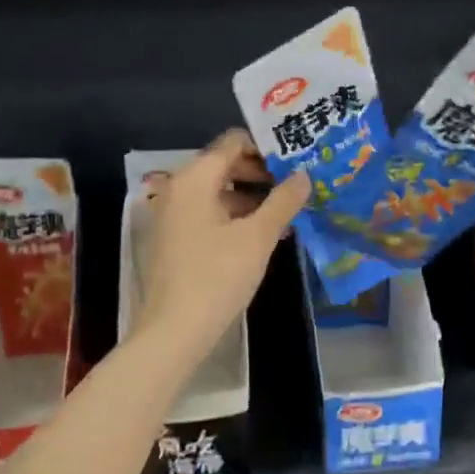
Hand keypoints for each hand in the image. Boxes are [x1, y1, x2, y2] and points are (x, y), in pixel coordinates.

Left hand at [136, 130, 308, 364]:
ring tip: (286, 214)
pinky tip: (260, 236)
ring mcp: (171, 216)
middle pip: (223, 166)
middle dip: (261, 174)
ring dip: (250, 199)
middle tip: (297, 187)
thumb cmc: (218, 277)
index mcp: (194, 178)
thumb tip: (304, 175)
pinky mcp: (172, 241)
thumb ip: (282, 202)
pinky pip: (207, 215)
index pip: (233, 142)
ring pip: (216, 193)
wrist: (174, 330)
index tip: (296, 161)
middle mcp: (177, 189)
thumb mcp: (257, 238)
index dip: (266, 148)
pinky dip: (233, 217)